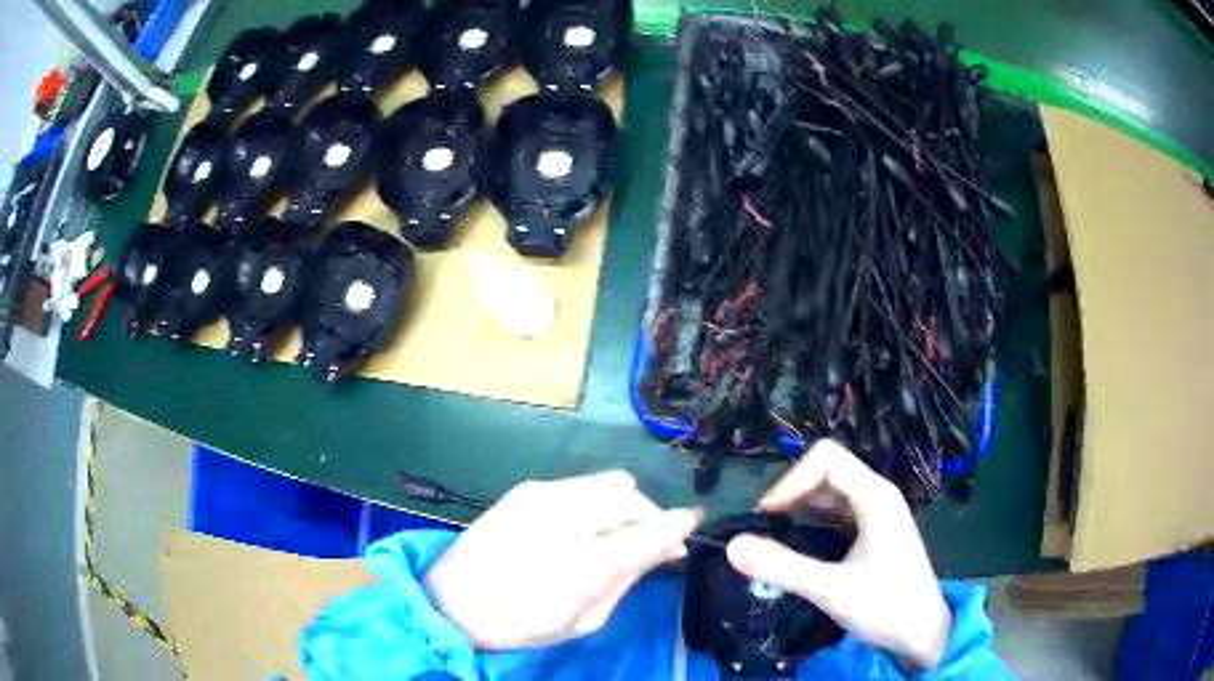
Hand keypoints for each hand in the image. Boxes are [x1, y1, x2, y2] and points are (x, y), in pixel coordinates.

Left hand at [424, 471, 701, 650]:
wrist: (452, 600)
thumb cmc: (523, 624)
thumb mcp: (586, 619)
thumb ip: (631, 578)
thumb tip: (670, 550)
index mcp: (584, 562)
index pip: (651, 530)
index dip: (680, 524)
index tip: (694, 521)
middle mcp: (567, 517)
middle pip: (634, 496)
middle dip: (650, 516)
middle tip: (646, 543)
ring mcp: (543, 494)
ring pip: (611, 481)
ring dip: (625, 504)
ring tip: (613, 532)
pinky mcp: (526, 487)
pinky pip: (580, 483)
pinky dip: (595, 500)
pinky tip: (579, 525)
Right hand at [725, 440, 950, 668]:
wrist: (923, 633)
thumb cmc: (886, 606)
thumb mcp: (831, 590)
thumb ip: (782, 567)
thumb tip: (732, 545)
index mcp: (875, 496)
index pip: (826, 458)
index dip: (791, 480)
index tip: (767, 517)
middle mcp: (878, 495)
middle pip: (828, 470)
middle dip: (793, 493)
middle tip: (768, 530)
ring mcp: (878, 513)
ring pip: (832, 492)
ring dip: (802, 508)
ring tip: (778, 539)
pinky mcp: (875, 531)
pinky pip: (839, 511)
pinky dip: (814, 521)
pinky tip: (803, 548)